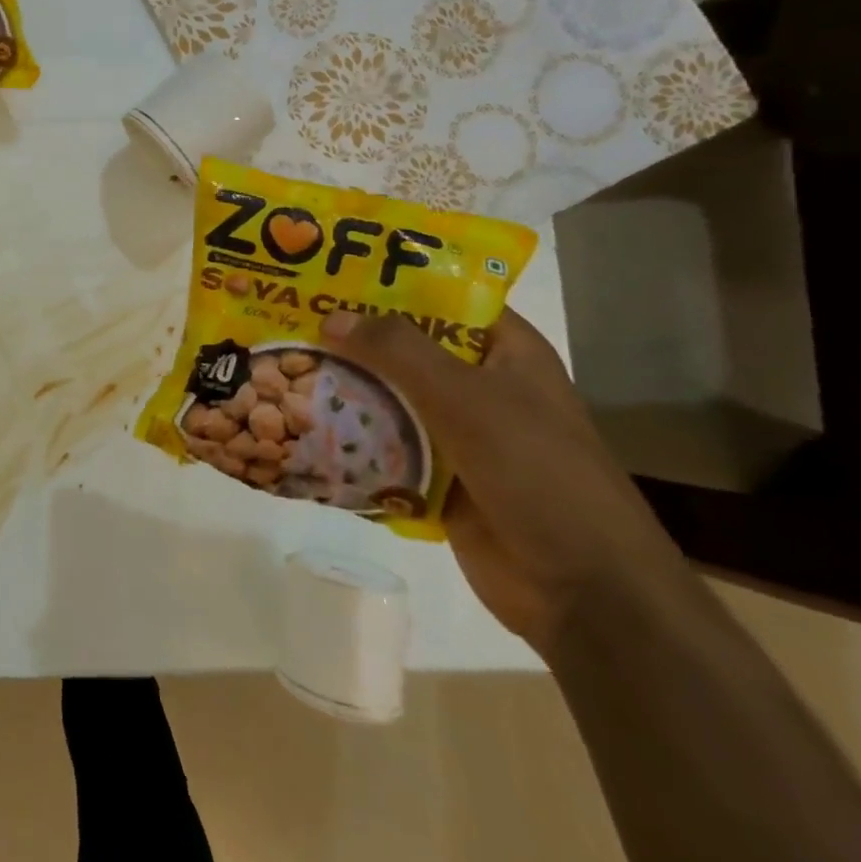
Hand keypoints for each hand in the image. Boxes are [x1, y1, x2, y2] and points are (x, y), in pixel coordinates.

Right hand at [318, 307, 693, 653]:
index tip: (328, 272)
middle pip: (404, 348)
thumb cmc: (537, 472)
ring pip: (387, 397)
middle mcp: (478, 385)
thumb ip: (398, 352)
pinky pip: (382, 445)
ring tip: (280, 365)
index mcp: (504, 352)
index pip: (441, 297)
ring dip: (342, 387)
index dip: (389, 281)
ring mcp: (456, 433)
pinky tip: (298, 422)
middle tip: (286, 318)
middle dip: (350, 336)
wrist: (581, 589)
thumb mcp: (466, 397)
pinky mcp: (435, 476)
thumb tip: (332, 316)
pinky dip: (347, 436)